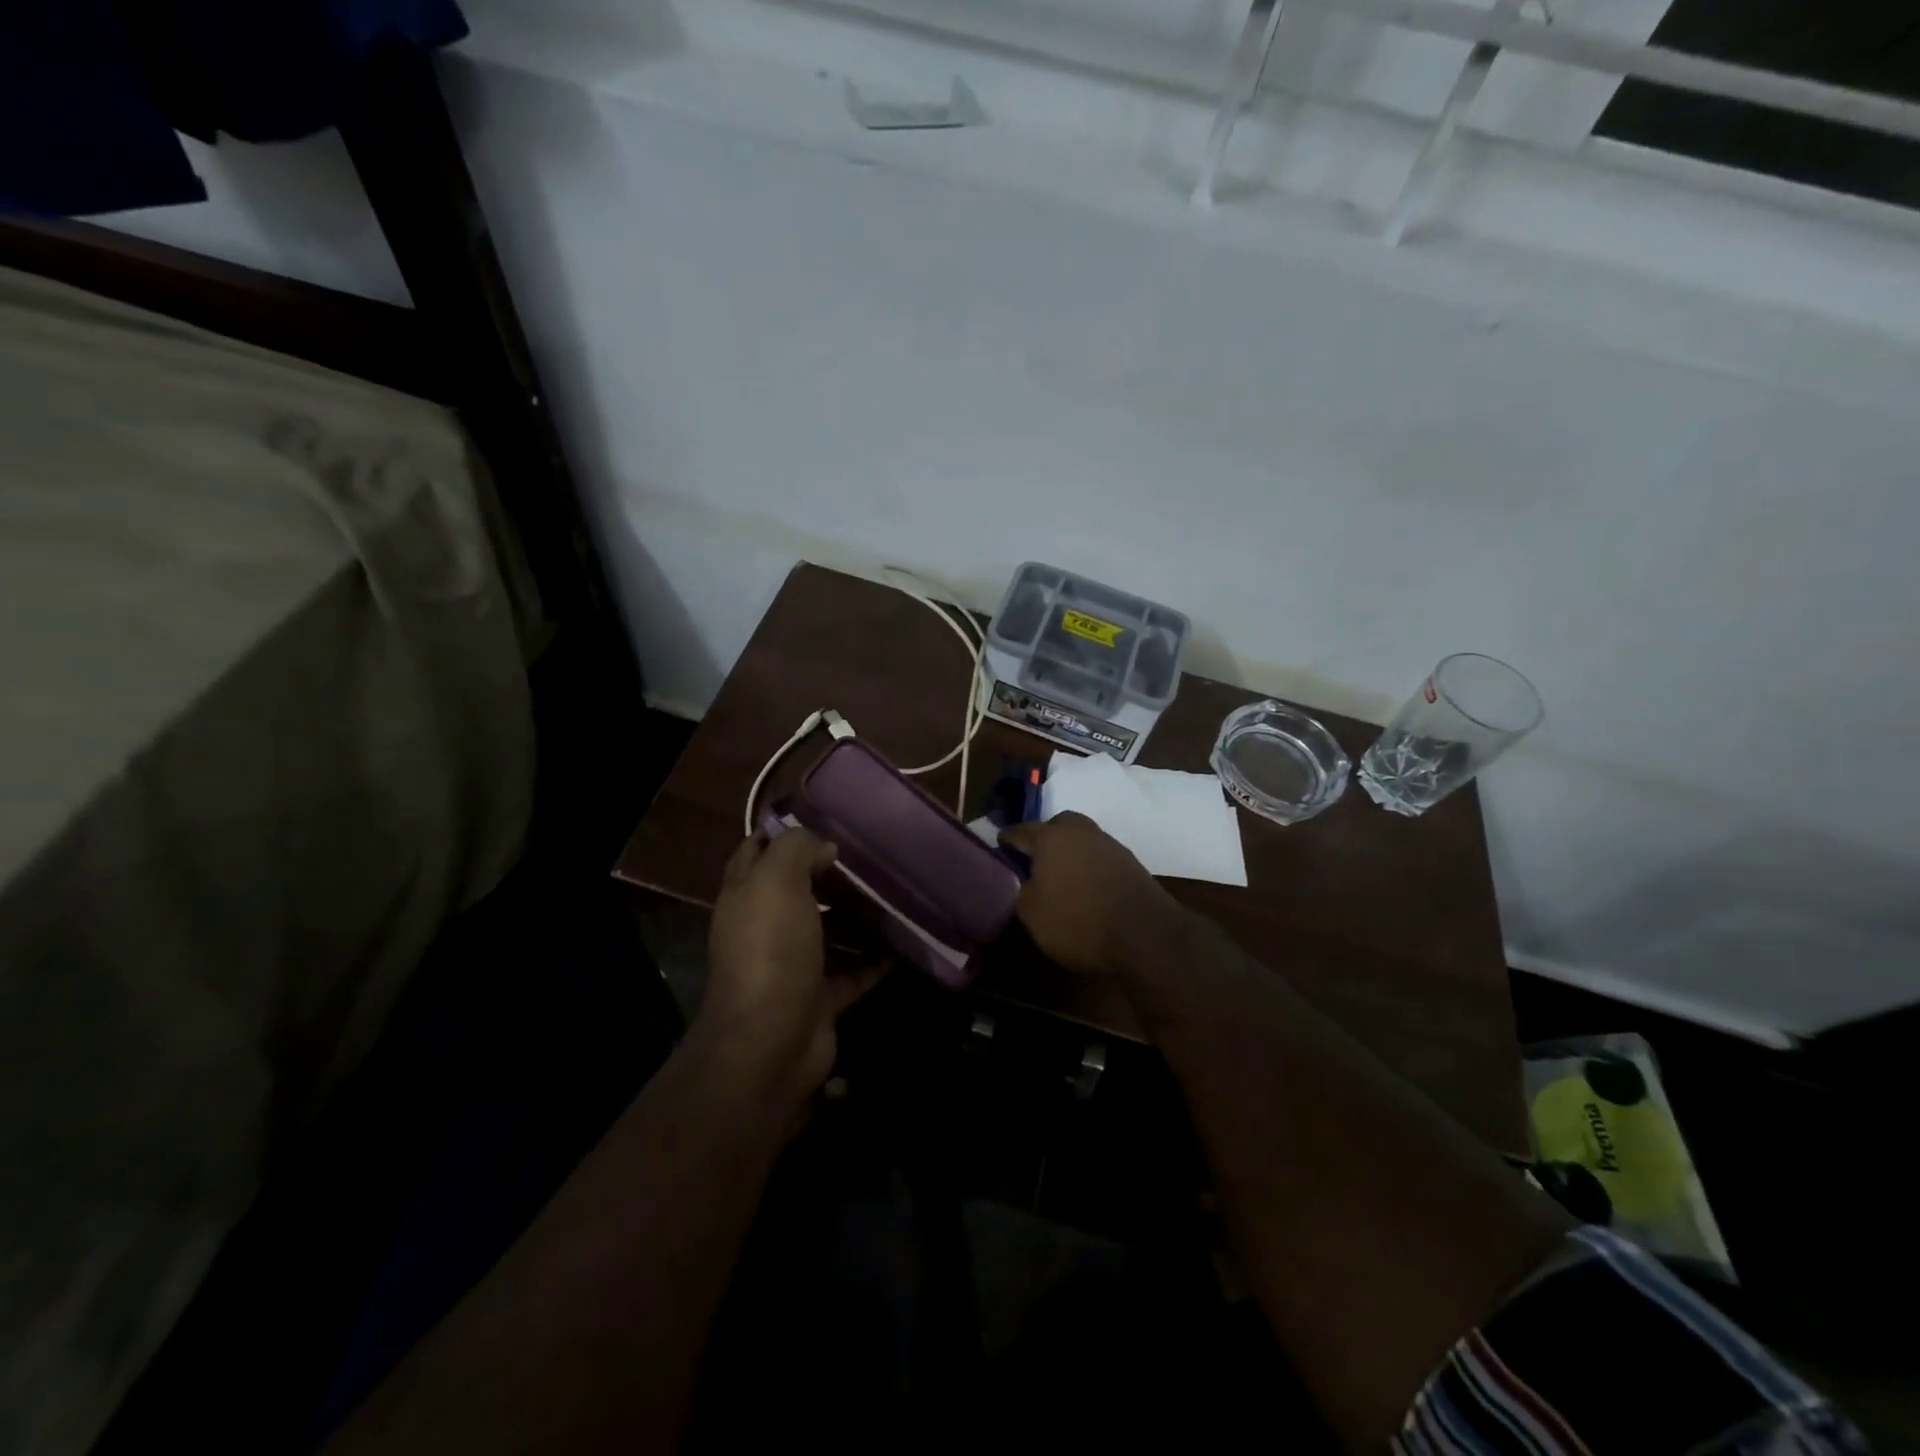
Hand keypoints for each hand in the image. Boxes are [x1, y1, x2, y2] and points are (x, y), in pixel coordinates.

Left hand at [698, 830, 886, 1111]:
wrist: (770, 1043)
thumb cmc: (770, 950)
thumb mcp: (776, 882)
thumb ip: (796, 850)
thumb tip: (823, 847)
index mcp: (746, 897)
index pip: (756, 852)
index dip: (782, 833)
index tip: (824, 820)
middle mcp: (765, 928)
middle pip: (798, 891)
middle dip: (830, 874)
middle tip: (871, 857)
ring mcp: (793, 965)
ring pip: (829, 930)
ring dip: (858, 916)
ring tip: (895, 894)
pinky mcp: (820, 997)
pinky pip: (854, 971)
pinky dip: (876, 959)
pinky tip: (905, 942)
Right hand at [998, 812, 1182, 976]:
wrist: (1146, 935)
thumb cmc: (1079, 920)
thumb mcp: (1032, 913)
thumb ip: (1021, 889)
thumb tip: (1024, 880)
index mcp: (1051, 837)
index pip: (1020, 831)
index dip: (1006, 840)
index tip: (997, 847)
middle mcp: (1081, 831)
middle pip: (1057, 826)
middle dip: (1044, 838)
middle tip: (1034, 860)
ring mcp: (1110, 845)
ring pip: (1081, 839)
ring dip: (1070, 852)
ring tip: (1061, 876)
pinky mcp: (1131, 863)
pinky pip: (1100, 857)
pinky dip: (1089, 866)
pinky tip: (1086, 886)